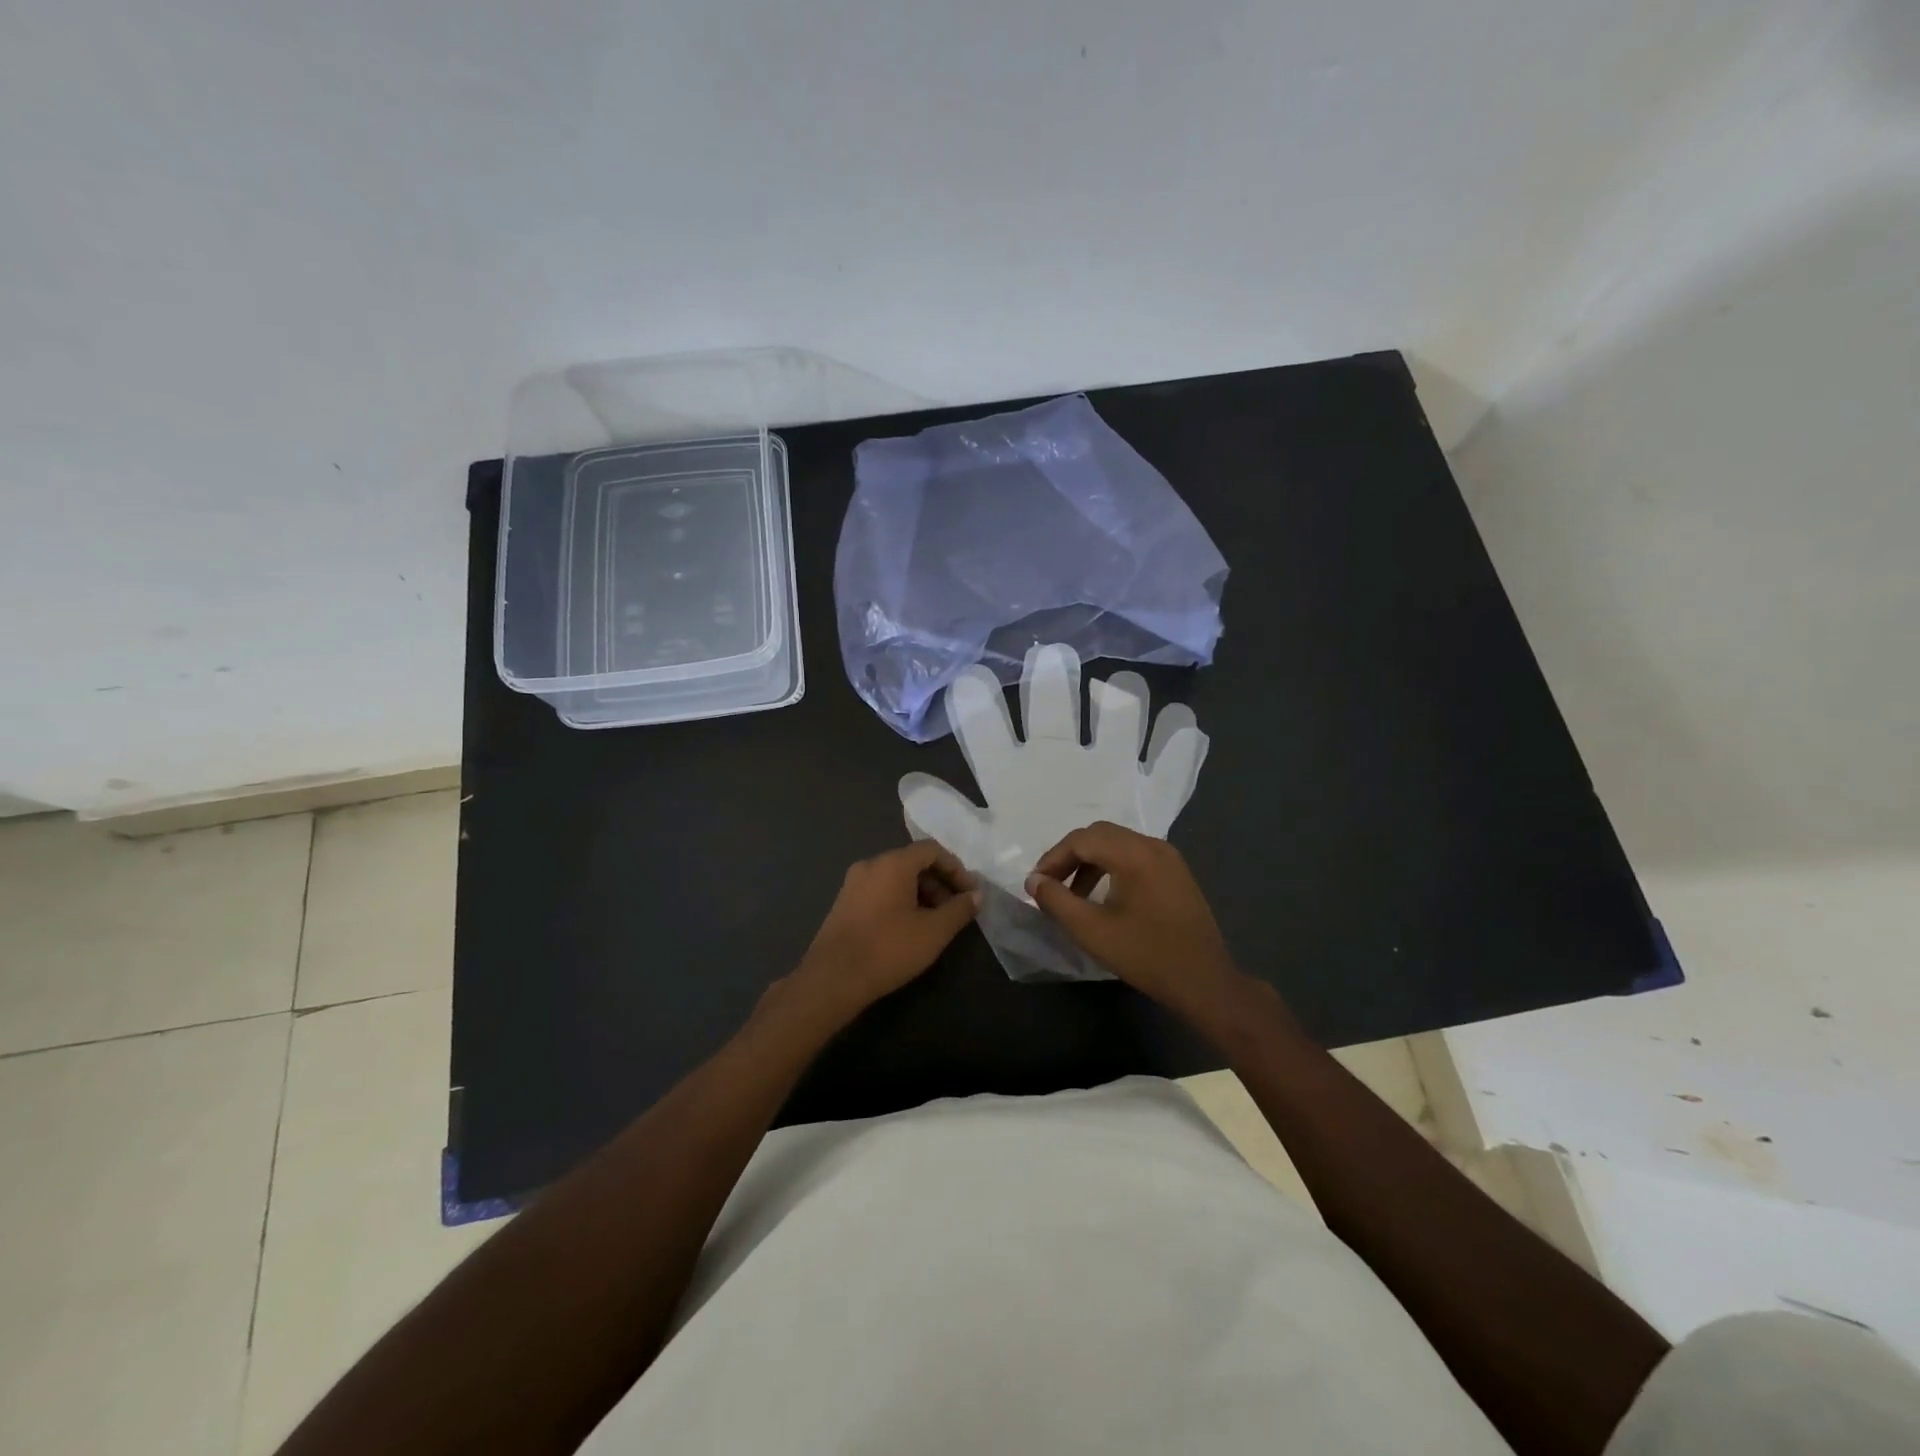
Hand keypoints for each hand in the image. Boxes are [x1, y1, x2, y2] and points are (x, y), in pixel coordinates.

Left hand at [789, 840, 980, 1020]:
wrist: (833, 979)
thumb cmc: (889, 949)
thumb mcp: (934, 931)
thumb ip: (959, 909)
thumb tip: (976, 895)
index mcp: (893, 863)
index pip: (932, 850)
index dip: (956, 868)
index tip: (970, 892)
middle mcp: (871, 864)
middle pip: (913, 862)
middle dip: (939, 882)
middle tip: (955, 910)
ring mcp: (853, 883)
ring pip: (896, 877)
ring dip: (921, 893)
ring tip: (934, 922)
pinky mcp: (844, 902)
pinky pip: (880, 890)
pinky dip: (900, 900)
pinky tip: (908, 928)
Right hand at [1025, 821, 1244, 1022]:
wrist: (1204, 982)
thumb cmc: (1145, 955)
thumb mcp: (1091, 930)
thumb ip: (1056, 900)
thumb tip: (1034, 881)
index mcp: (1134, 853)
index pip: (1082, 839)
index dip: (1053, 858)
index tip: (1036, 884)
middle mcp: (1153, 845)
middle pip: (1100, 834)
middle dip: (1070, 856)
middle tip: (1051, 884)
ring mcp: (1169, 858)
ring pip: (1118, 844)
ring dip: (1091, 862)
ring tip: (1074, 894)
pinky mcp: (1177, 874)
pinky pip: (1136, 856)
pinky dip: (1112, 867)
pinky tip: (1104, 897)